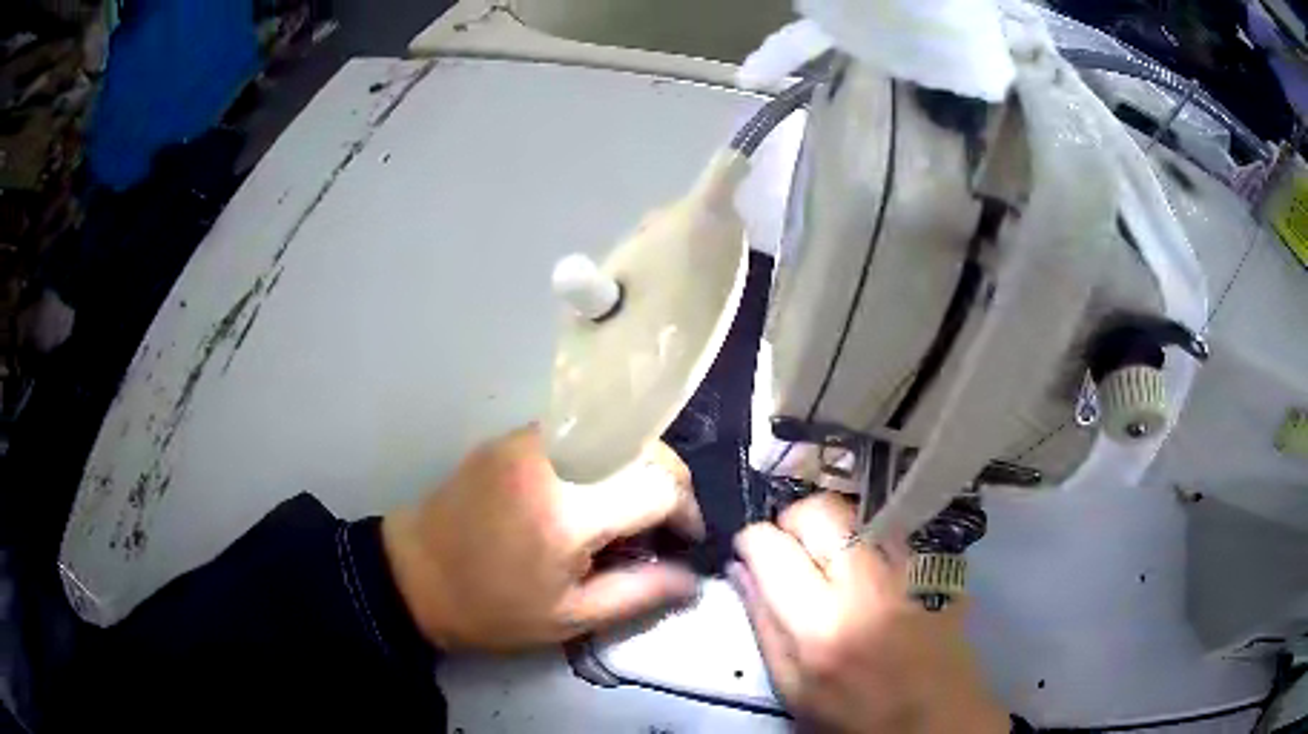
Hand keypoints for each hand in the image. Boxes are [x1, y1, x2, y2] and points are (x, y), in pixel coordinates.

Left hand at [382, 425, 704, 651]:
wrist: (414, 574)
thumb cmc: (493, 608)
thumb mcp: (572, 617)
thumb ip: (642, 592)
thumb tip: (695, 577)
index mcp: (570, 511)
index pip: (659, 485)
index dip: (687, 511)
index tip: (686, 540)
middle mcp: (555, 459)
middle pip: (644, 447)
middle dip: (670, 483)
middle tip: (665, 525)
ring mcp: (529, 439)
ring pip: (614, 433)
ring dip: (638, 466)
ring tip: (632, 510)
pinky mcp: (511, 437)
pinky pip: (580, 435)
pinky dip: (603, 457)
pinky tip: (593, 493)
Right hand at [731, 494, 1007, 733]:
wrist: (936, 716)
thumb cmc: (856, 714)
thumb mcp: (794, 688)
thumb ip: (764, 625)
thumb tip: (741, 571)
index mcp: (820, 624)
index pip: (772, 547)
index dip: (751, 540)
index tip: (748, 551)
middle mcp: (865, 583)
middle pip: (819, 510)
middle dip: (791, 519)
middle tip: (787, 547)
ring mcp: (906, 568)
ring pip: (857, 510)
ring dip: (830, 525)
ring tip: (825, 556)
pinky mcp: (932, 566)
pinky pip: (889, 528)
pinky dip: (866, 535)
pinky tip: (864, 567)